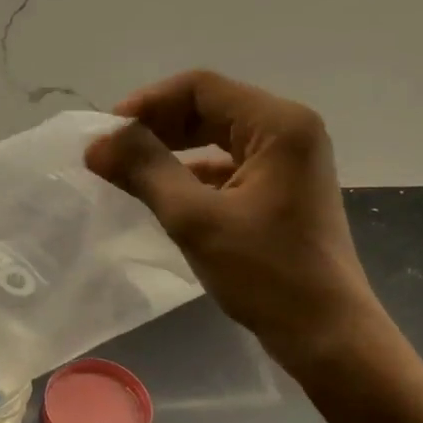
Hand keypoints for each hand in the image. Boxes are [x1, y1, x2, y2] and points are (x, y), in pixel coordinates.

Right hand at [85, 70, 378, 369]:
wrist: (326, 334)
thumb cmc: (265, 274)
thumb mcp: (195, 219)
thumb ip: (145, 171)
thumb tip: (96, 143)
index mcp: (278, 124)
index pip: (200, 88)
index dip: (147, 104)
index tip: (106, 135)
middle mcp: (289, 130)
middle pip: (209, 108)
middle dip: (157, 127)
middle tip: (111, 153)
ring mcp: (289, 160)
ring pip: (216, 137)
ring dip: (171, 150)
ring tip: (128, 172)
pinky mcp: (282, 188)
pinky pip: (228, 165)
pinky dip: (192, 173)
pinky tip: (162, 194)